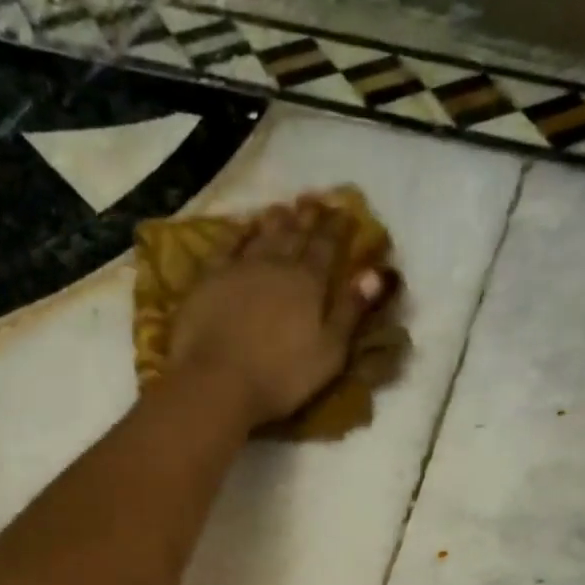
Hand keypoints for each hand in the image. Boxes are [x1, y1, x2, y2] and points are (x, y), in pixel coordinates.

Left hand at [167, 196, 387, 428]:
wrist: (217, 383)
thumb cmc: (281, 378)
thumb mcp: (330, 352)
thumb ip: (352, 311)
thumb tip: (376, 272)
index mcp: (309, 283)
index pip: (327, 247)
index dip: (337, 228)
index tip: (345, 212)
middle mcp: (276, 266)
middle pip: (295, 234)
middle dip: (308, 217)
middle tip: (314, 200)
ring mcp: (239, 270)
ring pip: (262, 235)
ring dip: (275, 220)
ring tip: (282, 208)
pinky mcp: (208, 281)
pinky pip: (226, 246)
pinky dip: (237, 233)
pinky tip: (242, 228)